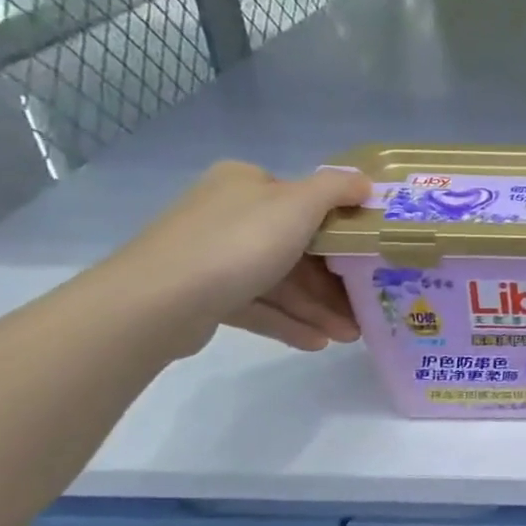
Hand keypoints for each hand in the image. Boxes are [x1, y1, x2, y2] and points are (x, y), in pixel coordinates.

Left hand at [102, 161, 372, 355]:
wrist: (157, 302)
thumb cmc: (238, 243)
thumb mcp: (299, 204)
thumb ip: (338, 189)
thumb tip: (365, 183)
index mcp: (246, 184)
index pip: (303, 200)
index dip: (341, 227)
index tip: (369, 254)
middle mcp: (227, 213)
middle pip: (296, 246)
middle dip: (334, 280)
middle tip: (367, 303)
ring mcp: (212, 256)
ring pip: (279, 280)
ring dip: (317, 307)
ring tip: (349, 335)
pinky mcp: (203, 296)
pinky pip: (258, 306)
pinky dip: (288, 322)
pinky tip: (318, 342)